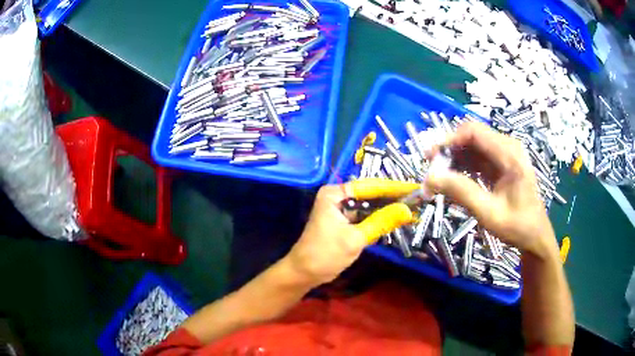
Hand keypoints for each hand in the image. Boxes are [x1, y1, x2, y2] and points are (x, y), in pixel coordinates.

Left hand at [286, 178, 418, 285]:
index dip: (393, 187)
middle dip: (392, 197)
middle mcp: (337, 197)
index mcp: (335, 194)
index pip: (369, 186)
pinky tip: (397, 218)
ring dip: (388, 208)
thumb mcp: (355, 238)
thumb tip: (408, 210)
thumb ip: (382, 222)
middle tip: (417, 198)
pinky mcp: (344, 222)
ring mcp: (341, 209)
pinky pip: (365, 216)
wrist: (304, 273)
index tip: (414, 188)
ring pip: (369, 205)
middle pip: (370, 194)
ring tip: (412, 207)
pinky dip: (379, 218)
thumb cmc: (325, 254)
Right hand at [425, 122, 558, 258]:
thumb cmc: (517, 226)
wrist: (535, 235)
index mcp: (510, 155)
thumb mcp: (489, 213)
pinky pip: (479, 156)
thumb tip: (430, 178)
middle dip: (450, 150)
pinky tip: (454, 179)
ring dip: (455, 158)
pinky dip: (464, 165)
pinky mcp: (503, 163)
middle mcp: (508, 147)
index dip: (449, 140)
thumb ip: (462, 192)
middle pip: (472, 136)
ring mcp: (506, 154)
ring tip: (439, 177)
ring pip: (473, 146)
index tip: (431, 158)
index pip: (474, 132)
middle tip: (432, 170)